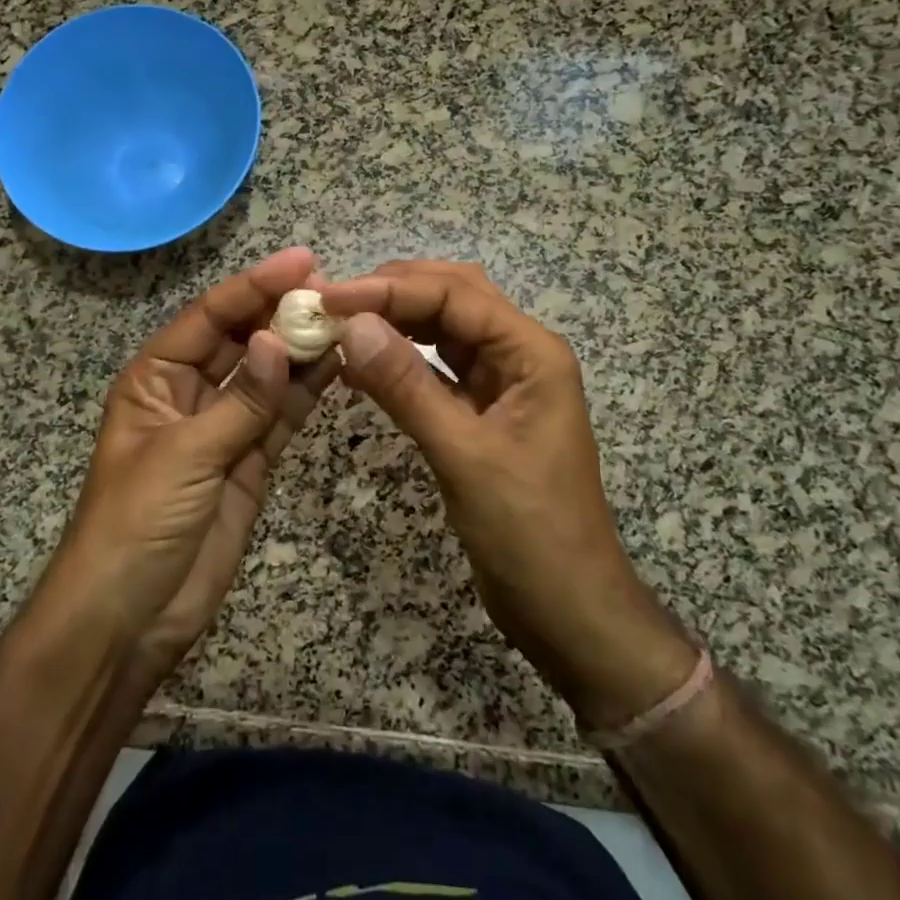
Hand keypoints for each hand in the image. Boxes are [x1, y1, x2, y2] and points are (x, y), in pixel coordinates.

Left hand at [50, 248, 338, 694]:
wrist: (128, 620)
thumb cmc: (136, 524)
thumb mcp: (184, 454)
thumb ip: (240, 399)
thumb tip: (280, 340)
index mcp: (156, 377)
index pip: (209, 316)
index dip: (254, 286)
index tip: (303, 261)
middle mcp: (189, 392)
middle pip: (241, 340)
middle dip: (283, 313)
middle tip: (337, 289)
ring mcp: (223, 428)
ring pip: (268, 376)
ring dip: (302, 351)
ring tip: (349, 321)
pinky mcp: (250, 462)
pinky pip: (281, 417)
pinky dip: (308, 394)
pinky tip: (339, 367)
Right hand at [318, 261, 697, 729]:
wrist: (568, 610)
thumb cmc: (528, 532)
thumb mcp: (464, 455)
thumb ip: (407, 386)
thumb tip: (352, 324)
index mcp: (531, 352)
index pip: (455, 294)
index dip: (390, 289)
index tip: (331, 297)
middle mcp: (519, 354)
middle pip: (453, 298)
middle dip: (394, 291)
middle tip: (332, 300)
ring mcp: (502, 383)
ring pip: (444, 329)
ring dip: (395, 320)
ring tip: (341, 321)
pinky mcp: (482, 412)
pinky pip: (437, 369)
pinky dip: (400, 360)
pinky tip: (361, 364)